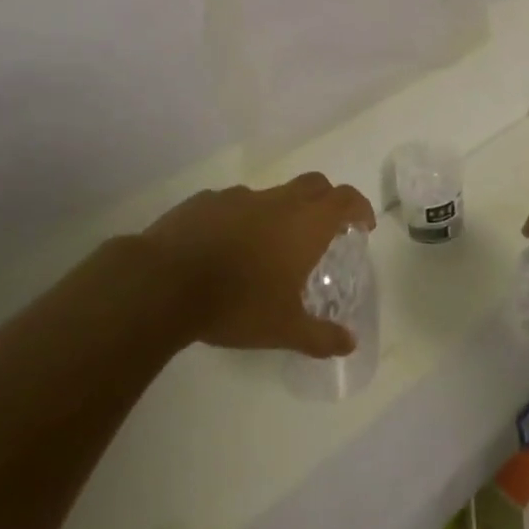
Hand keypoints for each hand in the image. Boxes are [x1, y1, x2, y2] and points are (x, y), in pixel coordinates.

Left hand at [142, 173, 374, 358]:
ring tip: (269, 250)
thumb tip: (350, 344)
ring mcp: (238, 196)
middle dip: (326, 202)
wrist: (165, 282)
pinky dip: (242, 220)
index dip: (359, 208)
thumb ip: (321, 336)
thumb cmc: (237, 303)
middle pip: (314, 185)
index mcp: (304, 223)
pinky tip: (227, 249)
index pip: (345, 199)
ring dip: (280, 214)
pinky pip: (234, 205)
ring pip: (271, 195)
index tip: (363, 225)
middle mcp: (276, 201)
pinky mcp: (206, 201)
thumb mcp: (284, 329)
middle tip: (326, 231)